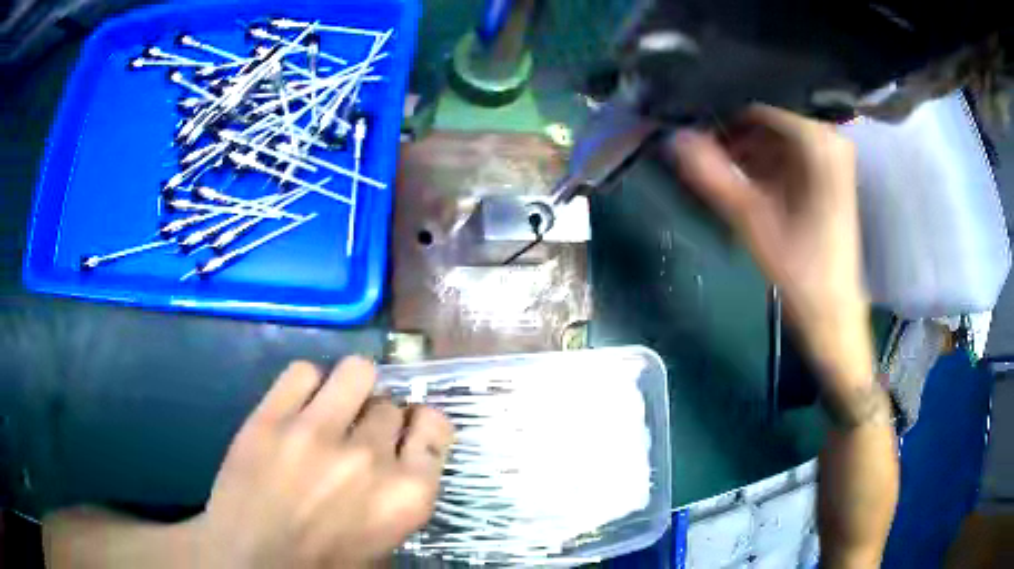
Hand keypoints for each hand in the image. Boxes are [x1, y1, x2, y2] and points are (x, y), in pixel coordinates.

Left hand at [194, 357, 453, 567]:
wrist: (252, 560)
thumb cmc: (325, 561)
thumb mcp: (384, 539)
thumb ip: (400, 491)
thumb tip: (400, 450)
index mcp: (406, 495)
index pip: (435, 426)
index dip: (420, 423)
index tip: (407, 428)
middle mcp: (368, 458)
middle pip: (390, 405)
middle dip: (377, 418)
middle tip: (356, 435)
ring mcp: (316, 433)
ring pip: (356, 372)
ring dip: (351, 388)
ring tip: (333, 407)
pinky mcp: (270, 419)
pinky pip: (304, 371)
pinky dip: (307, 383)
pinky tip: (299, 406)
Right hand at [668, 106, 872, 390]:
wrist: (832, 310)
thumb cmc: (800, 270)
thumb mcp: (752, 220)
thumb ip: (712, 175)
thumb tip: (672, 137)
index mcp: (818, 141)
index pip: (758, 100)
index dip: (721, 105)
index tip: (688, 115)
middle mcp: (827, 136)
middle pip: (766, 112)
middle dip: (729, 125)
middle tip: (694, 138)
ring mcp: (827, 152)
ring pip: (772, 129)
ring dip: (740, 142)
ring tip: (710, 157)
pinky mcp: (823, 168)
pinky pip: (782, 147)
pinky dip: (757, 156)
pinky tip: (736, 171)